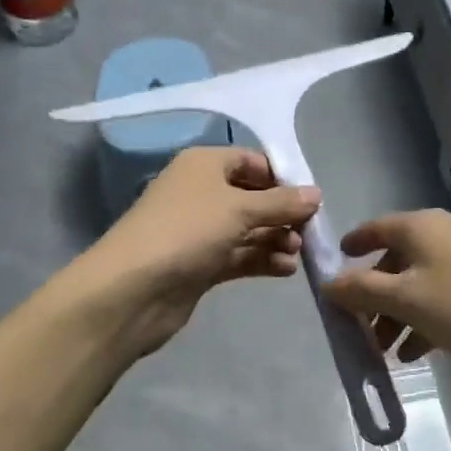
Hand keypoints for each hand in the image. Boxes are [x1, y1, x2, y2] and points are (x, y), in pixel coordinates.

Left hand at [76, 147, 321, 358]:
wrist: (134, 289)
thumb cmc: (187, 231)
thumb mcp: (239, 209)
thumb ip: (281, 202)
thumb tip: (316, 193)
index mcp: (203, 165)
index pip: (251, 161)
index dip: (281, 177)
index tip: (310, 198)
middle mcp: (201, 192)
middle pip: (252, 197)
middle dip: (282, 213)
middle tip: (308, 231)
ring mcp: (199, 231)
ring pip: (247, 229)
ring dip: (275, 238)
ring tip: (298, 252)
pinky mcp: (200, 264)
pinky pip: (239, 255)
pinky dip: (262, 259)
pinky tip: (286, 269)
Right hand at [325, 209, 450, 374]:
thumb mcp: (408, 301)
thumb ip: (363, 291)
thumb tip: (328, 283)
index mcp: (423, 226)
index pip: (375, 228)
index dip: (352, 248)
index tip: (334, 271)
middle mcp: (447, 231)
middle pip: (398, 259)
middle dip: (375, 295)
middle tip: (361, 330)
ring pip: (423, 281)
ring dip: (401, 313)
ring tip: (389, 352)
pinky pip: (448, 294)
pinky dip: (429, 317)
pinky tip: (421, 352)